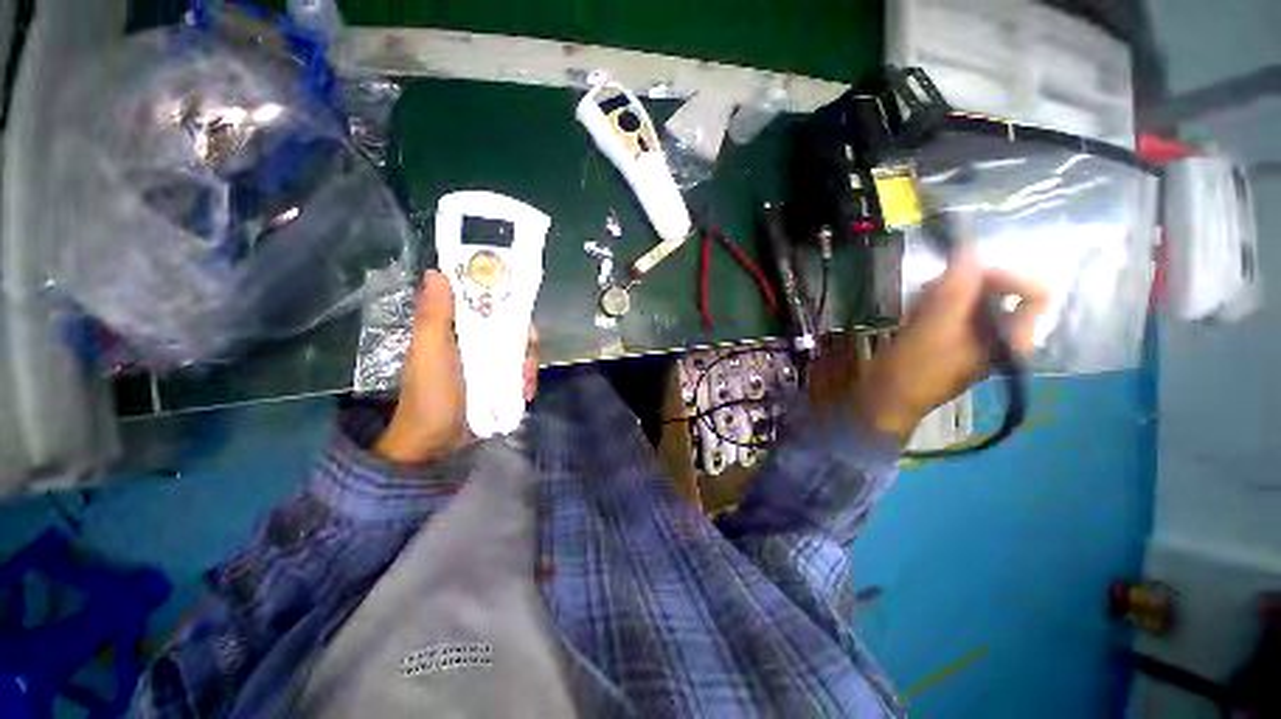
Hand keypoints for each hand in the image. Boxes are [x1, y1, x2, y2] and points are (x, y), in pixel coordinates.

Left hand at [373, 270, 539, 465]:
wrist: (435, 442)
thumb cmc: (429, 393)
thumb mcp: (429, 352)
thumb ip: (434, 315)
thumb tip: (436, 272)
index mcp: (455, 328)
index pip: (484, 303)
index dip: (503, 301)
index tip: (519, 309)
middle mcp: (475, 342)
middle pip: (510, 327)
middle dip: (524, 340)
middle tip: (526, 355)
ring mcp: (489, 364)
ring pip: (520, 351)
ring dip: (528, 365)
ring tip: (525, 383)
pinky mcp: (500, 383)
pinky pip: (522, 373)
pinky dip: (527, 381)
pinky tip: (526, 393)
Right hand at [852, 247, 1048, 443]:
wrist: (885, 399)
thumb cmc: (917, 368)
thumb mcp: (937, 327)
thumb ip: (957, 287)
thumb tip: (968, 248)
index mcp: (1013, 336)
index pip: (1034, 292)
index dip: (1004, 275)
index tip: (965, 275)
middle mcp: (998, 334)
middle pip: (996, 291)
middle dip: (962, 286)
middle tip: (931, 293)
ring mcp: (971, 336)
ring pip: (967, 298)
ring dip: (940, 296)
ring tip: (916, 309)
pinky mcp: (945, 338)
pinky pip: (946, 310)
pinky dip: (929, 306)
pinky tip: (910, 316)